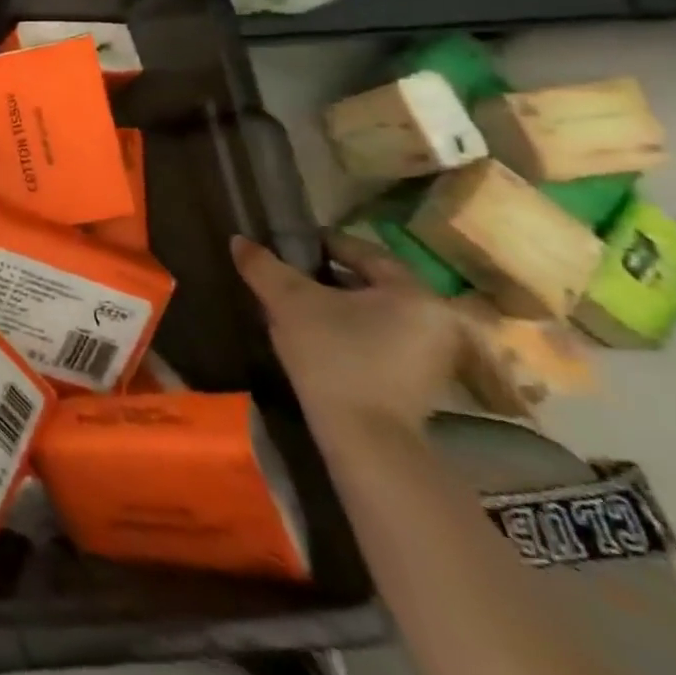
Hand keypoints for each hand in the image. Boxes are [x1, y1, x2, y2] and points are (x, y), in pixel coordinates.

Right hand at [231, 232, 460, 439]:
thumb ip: (264, 266)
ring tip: (296, 307)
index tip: (285, 247)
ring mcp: (434, 352)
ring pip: (375, 312)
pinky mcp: (422, 379)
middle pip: (370, 282)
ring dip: (338, 305)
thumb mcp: (289, 302)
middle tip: (286, 278)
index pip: (363, 251)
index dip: (319, 244)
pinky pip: (381, 338)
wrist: (363, 435)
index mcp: (413, 291)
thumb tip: (239, 240)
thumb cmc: (332, 355)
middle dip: (326, 277)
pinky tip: (318, 338)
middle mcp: (436, 317)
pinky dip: (351, 330)